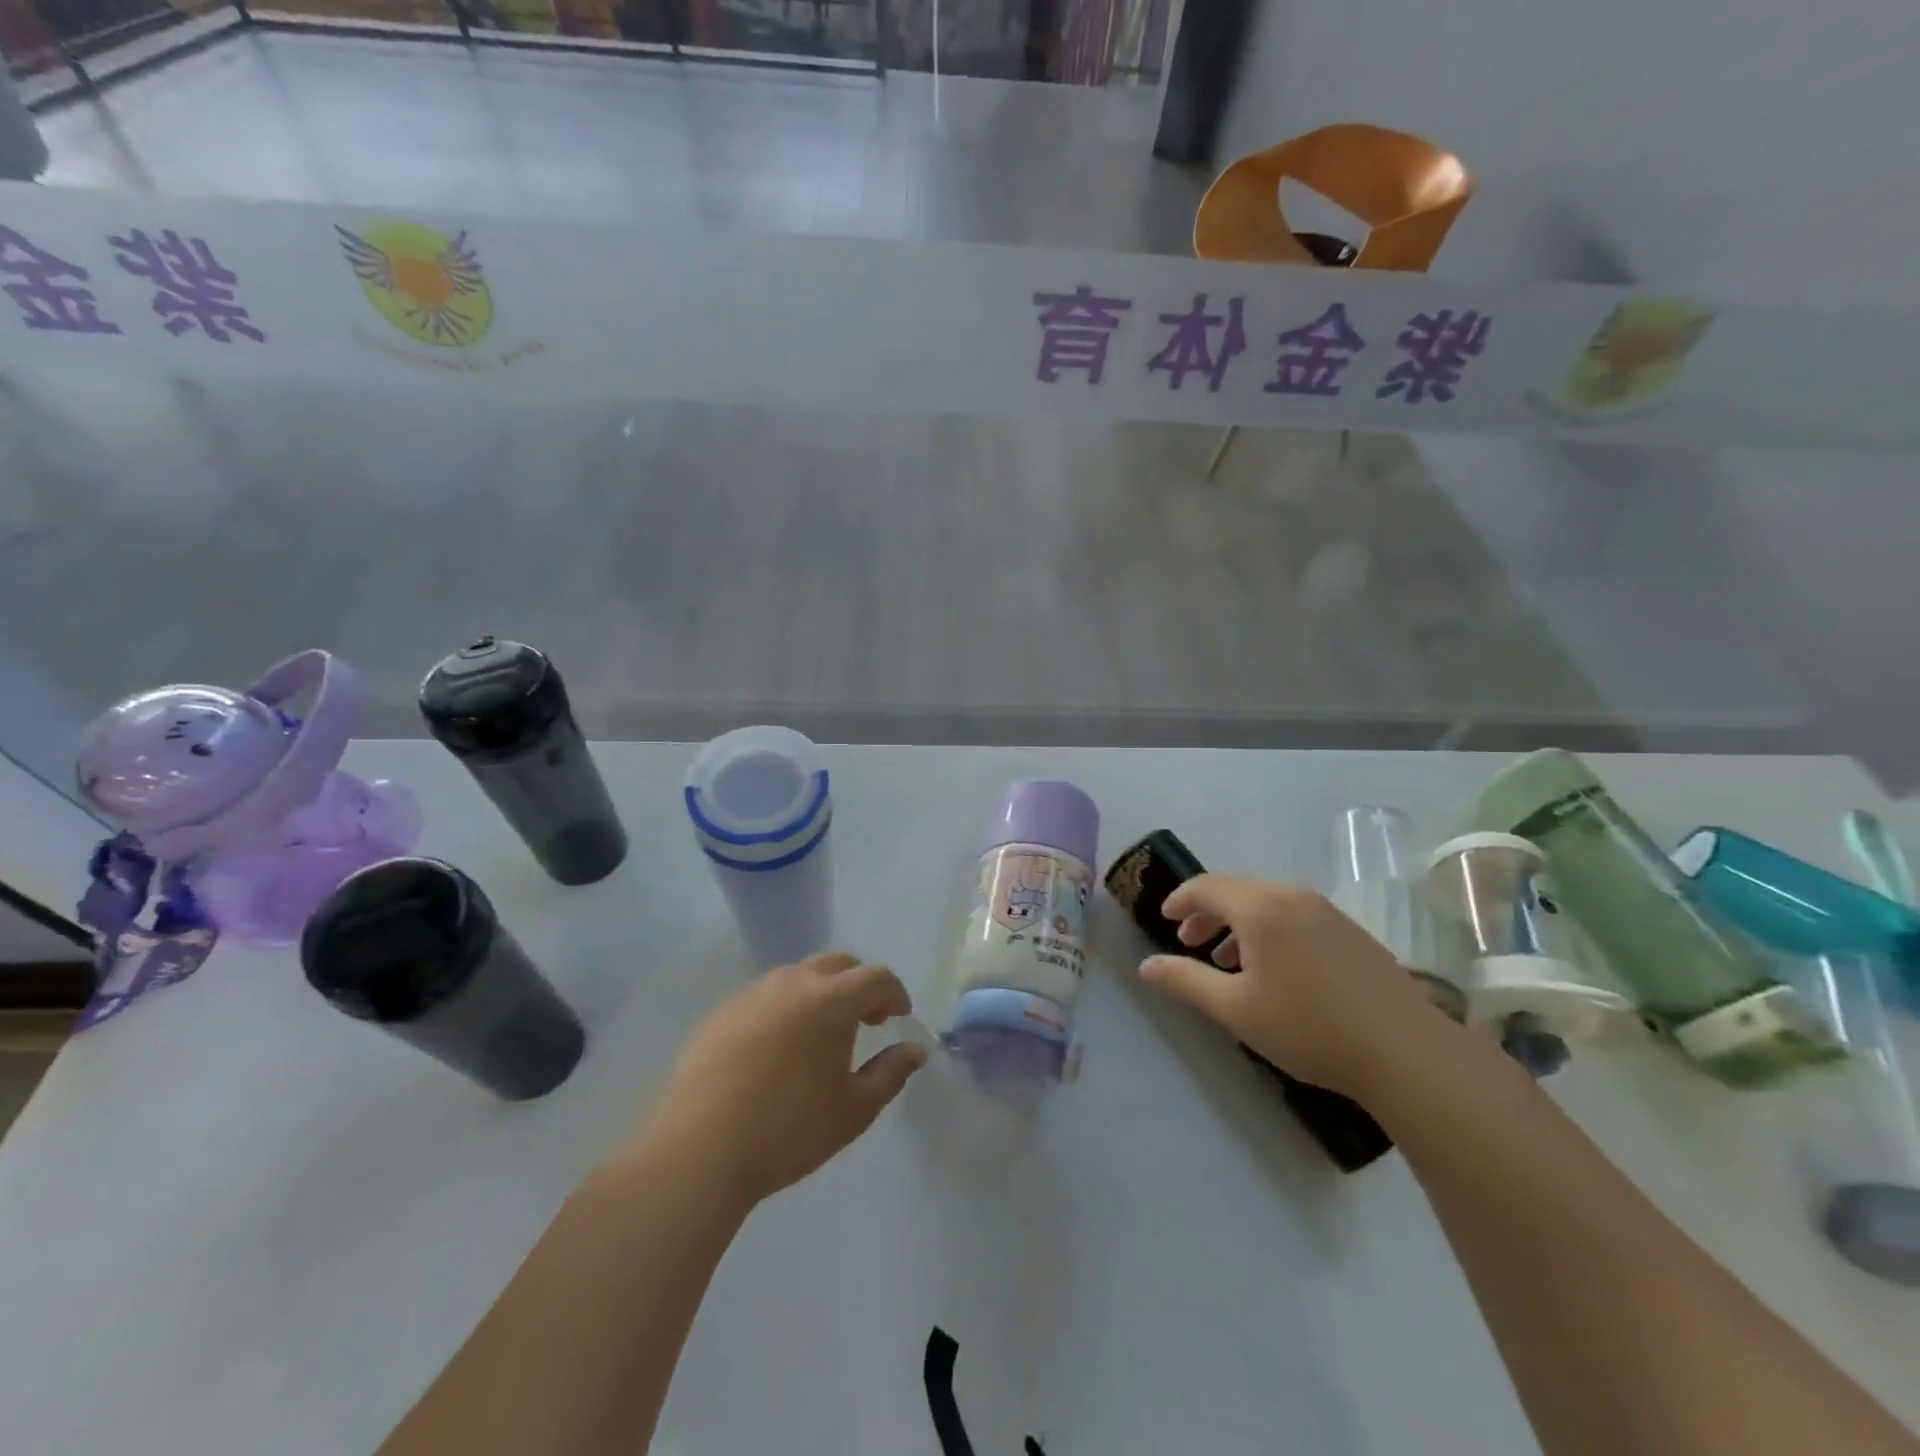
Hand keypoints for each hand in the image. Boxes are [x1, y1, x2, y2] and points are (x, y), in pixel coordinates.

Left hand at [649, 953, 927, 1206]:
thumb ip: (891, 1074)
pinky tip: (778, 1050)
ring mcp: (752, 994)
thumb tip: (914, 1051)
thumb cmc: (789, 1129)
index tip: (899, 1017)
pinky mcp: (721, 1013)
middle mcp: (792, 983)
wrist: (700, 1150)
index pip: (875, 977)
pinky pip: (765, 997)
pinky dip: (785, 1008)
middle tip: (867, 1019)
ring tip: (822, 1035)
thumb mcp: (854, 1109)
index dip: (894, 993)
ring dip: (821, 993)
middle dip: (860, 984)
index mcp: (831, 999)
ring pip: (798, 976)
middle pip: (838, 964)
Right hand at [1138, 874, 1449, 1100]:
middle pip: (1237, 890)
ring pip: (1267, 903)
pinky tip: (1273, 969)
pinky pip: (1294, 915)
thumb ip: (1185, 982)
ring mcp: (1327, 912)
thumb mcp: (1235, 1009)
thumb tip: (1145, 966)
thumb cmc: (1309, 1028)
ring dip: (1238, 923)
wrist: (1406, 1053)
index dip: (1180, 900)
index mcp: (1260, 907)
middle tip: (1189, 942)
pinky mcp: (1351, 931)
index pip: (1206, 887)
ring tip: (1226, 960)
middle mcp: (1292, 897)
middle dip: (1207, 913)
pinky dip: (1268, 930)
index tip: (1165, 920)